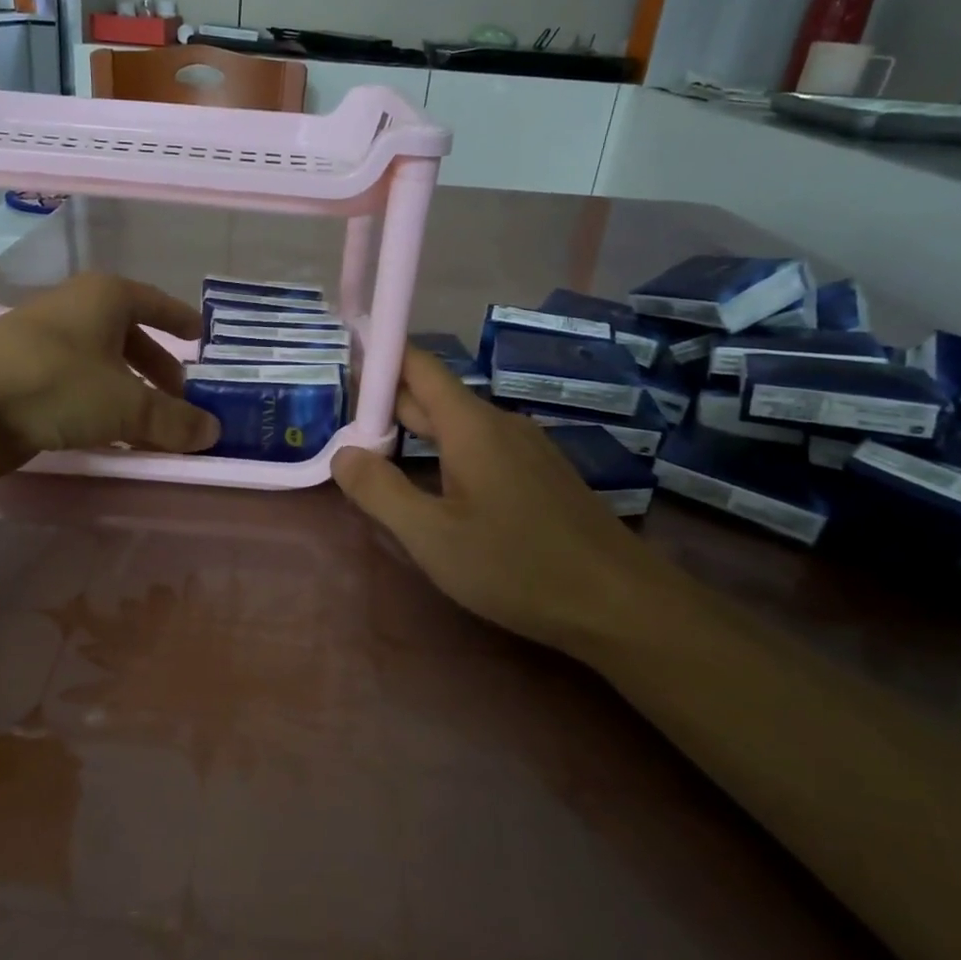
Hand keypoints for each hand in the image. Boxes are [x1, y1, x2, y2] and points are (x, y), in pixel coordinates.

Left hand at [0, 272, 220, 480]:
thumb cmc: (57, 384)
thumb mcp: (127, 405)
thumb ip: (173, 419)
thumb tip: (214, 432)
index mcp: (104, 297)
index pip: (155, 302)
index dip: (180, 319)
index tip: (201, 336)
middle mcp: (75, 310)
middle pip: (129, 336)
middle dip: (157, 366)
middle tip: (181, 394)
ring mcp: (44, 341)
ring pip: (102, 364)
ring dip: (129, 391)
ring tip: (152, 422)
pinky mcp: (22, 374)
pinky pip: (77, 385)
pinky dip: (100, 404)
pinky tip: (110, 432)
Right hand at [330, 347, 699, 661]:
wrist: (619, 603)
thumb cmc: (515, 566)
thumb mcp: (431, 535)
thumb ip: (379, 491)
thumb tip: (343, 453)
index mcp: (471, 425)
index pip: (418, 365)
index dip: (380, 356)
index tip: (343, 358)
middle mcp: (500, 424)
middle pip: (434, 397)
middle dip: (387, 404)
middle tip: (341, 422)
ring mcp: (526, 449)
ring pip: (458, 426)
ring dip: (415, 433)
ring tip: (377, 454)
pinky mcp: (540, 475)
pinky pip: (480, 448)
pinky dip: (445, 454)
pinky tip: (434, 486)